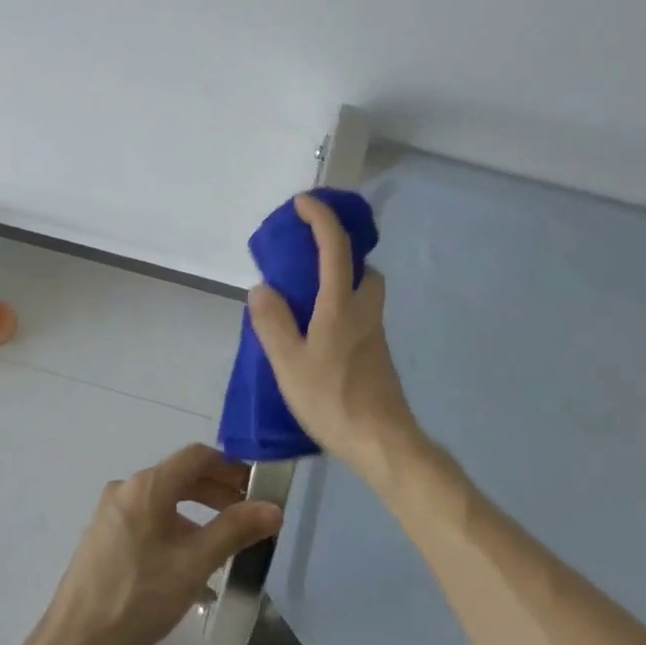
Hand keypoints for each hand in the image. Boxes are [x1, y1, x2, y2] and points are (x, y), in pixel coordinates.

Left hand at [38, 444, 282, 644]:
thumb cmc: (139, 597)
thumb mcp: (195, 564)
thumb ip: (235, 531)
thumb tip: (273, 508)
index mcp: (148, 485)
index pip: (197, 456)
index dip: (230, 466)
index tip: (254, 486)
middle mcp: (126, 489)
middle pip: (180, 477)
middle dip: (216, 492)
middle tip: (245, 514)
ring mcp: (110, 514)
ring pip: (163, 502)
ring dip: (196, 515)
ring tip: (221, 544)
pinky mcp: (102, 539)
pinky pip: (147, 521)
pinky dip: (173, 530)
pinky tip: (187, 567)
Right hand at [246, 193, 421, 476]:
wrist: (383, 442)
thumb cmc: (332, 399)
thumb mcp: (288, 363)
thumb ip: (273, 322)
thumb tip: (262, 288)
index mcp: (341, 304)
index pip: (335, 246)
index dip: (320, 217)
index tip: (303, 202)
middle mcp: (364, 310)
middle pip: (361, 266)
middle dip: (339, 251)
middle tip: (307, 257)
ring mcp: (375, 332)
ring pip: (363, 291)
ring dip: (342, 280)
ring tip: (307, 298)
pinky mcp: (378, 353)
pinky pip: (360, 314)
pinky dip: (342, 306)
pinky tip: (319, 334)